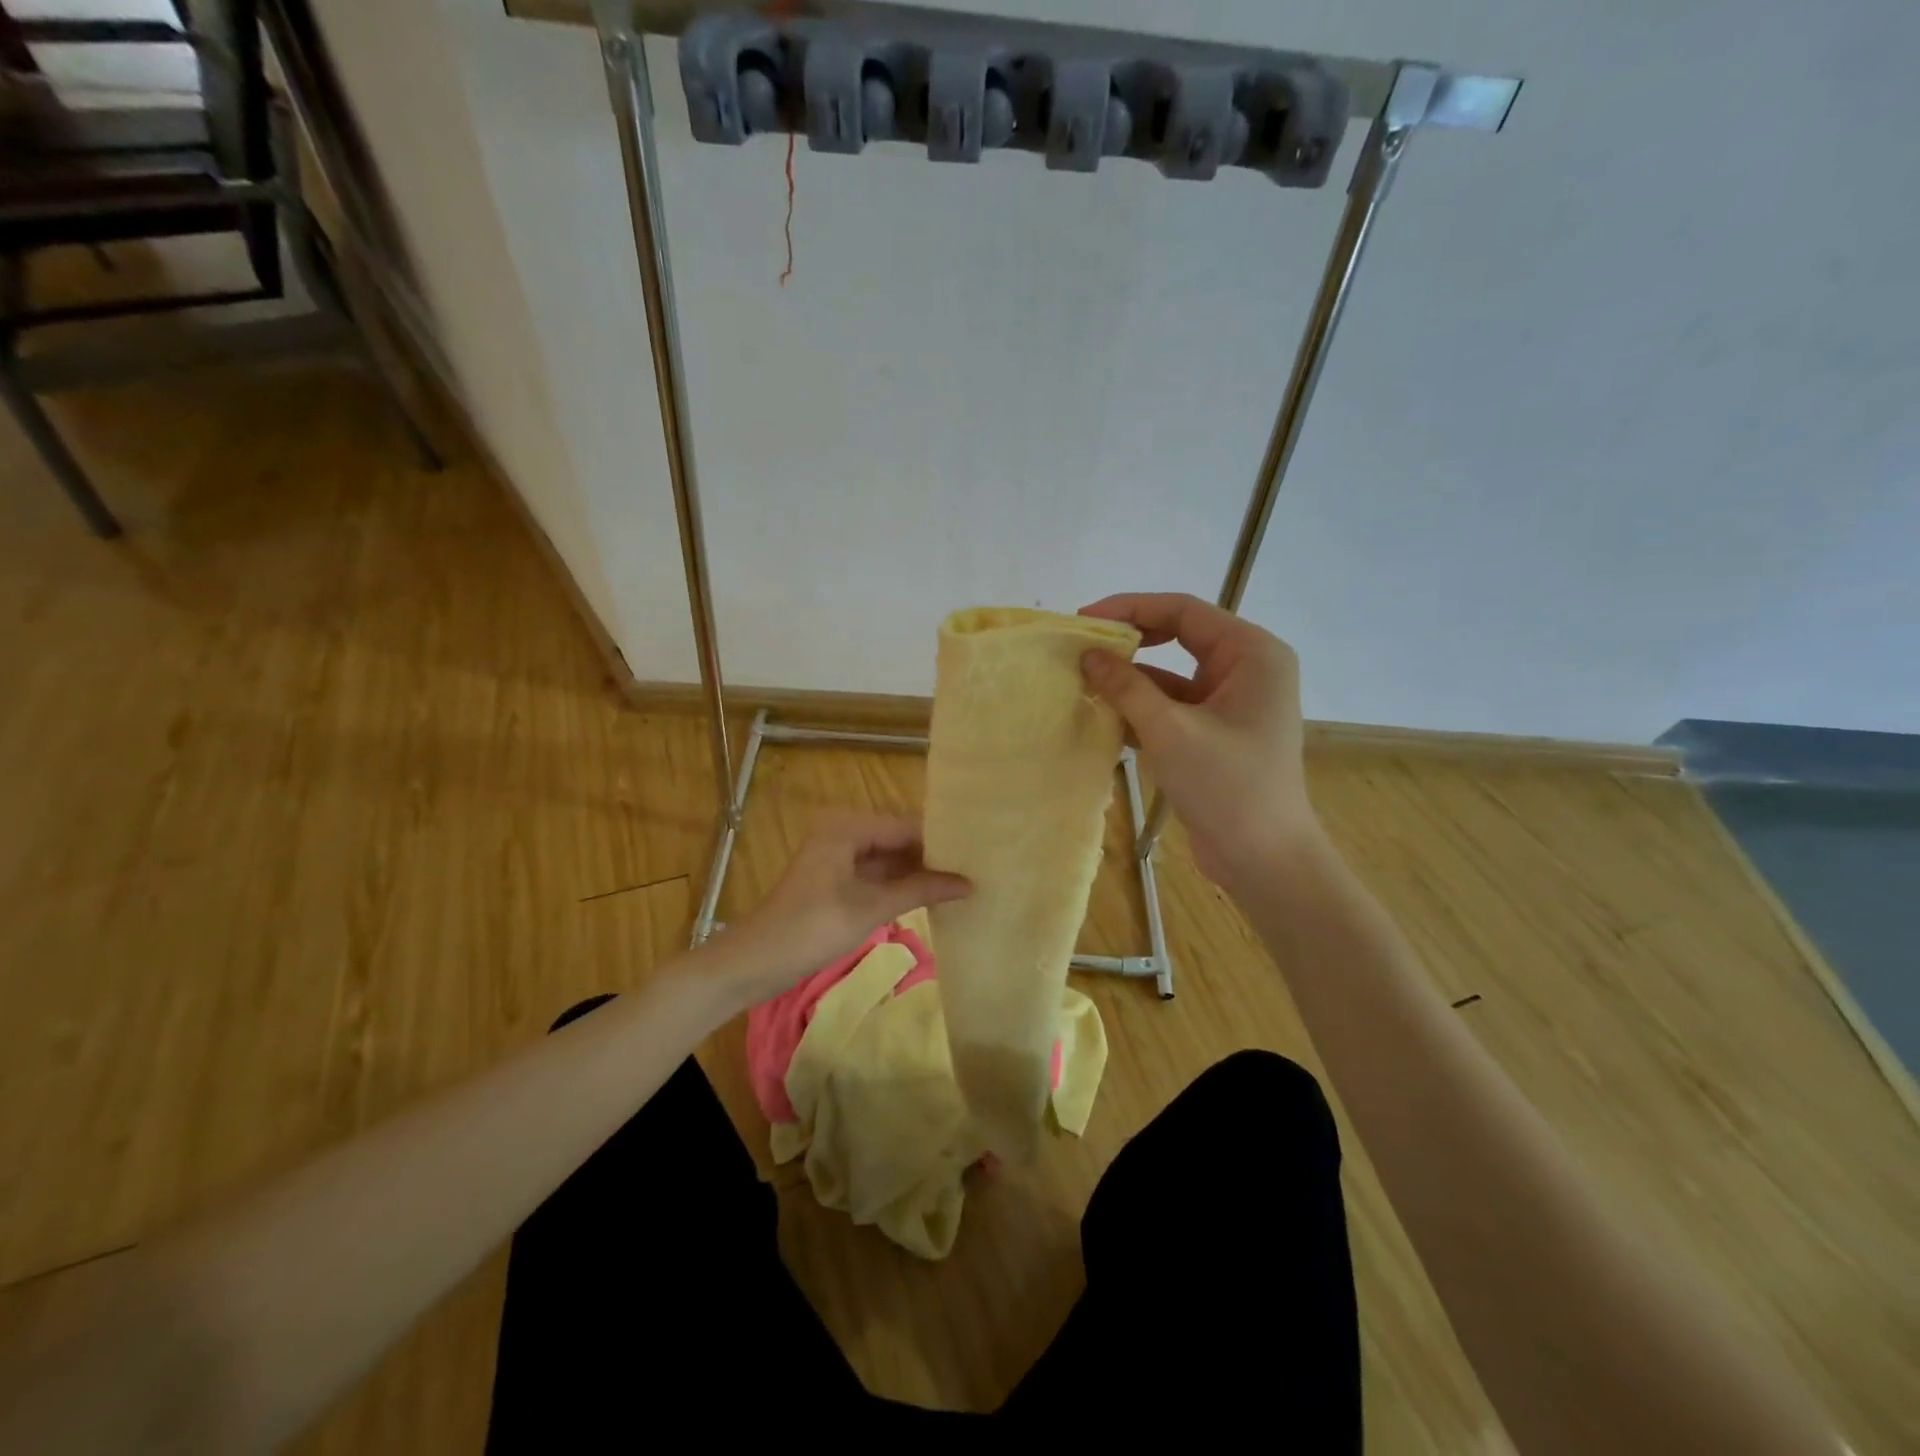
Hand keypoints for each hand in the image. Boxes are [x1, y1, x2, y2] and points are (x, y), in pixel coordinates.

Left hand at [725, 814, 970, 1003]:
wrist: (754, 963)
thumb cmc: (811, 929)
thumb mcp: (870, 909)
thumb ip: (921, 890)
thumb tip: (969, 884)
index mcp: (848, 827)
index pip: (907, 826)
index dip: (942, 840)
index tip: (980, 852)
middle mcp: (844, 832)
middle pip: (899, 839)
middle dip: (934, 856)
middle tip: (978, 867)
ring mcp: (839, 857)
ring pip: (890, 859)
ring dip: (920, 872)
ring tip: (965, 881)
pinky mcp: (837, 881)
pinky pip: (878, 875)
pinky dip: (901, 886)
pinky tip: (933, 896)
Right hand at [1079, 592, 1319, 888]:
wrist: (1264, 859)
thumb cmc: (1226, 786)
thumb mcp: (1169, 731)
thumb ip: (1126, 687)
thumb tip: (1088, 655)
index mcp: (1251, 653)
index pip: (1183, 611)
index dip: (1130, 608)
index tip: (1083, 619)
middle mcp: (1246, 668)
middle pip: (1178, 637)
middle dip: (1129, 643)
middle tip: (1082, 649)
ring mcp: (1232, 702)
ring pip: (1172, 675)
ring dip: (1131, 680)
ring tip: (1083, 682)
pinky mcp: (1216, 732)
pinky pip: (1173, 706)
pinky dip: (1141, 709)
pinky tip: (1104, 716)